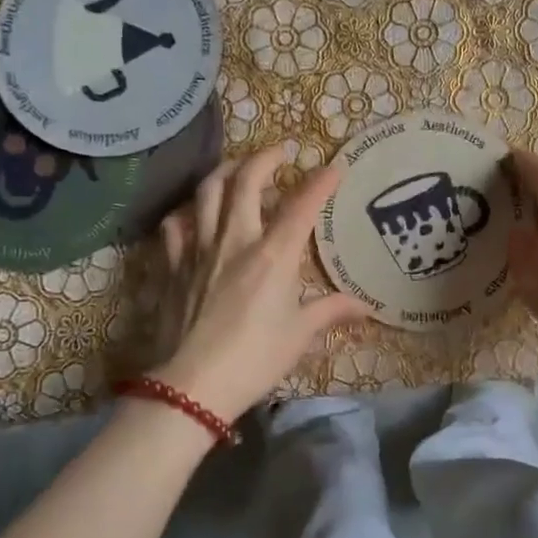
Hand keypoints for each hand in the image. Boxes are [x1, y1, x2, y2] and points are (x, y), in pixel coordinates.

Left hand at [152, 147, 369, 420]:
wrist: (192, 386)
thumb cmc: (255, 359)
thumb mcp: (300, 335)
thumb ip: (331, 311)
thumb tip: (365, 306)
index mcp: (273, 255)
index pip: (302, 206)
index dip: (321, 182)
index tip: (335, 166)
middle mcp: (235, 241)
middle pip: (246, 181)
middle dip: (265, 158)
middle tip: (280, 151)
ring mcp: (199, 250)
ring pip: (207, 193)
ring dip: (225, 172)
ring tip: (238, 168)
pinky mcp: (173, 266)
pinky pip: (175, 226)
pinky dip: (187, 213)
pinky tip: (194, 214)